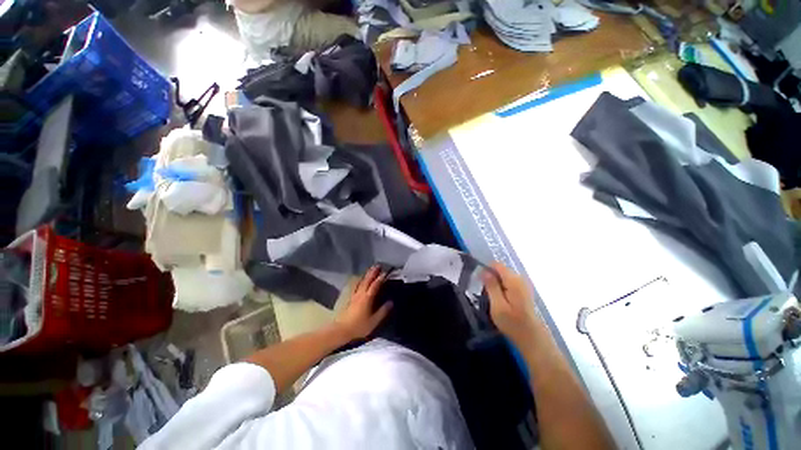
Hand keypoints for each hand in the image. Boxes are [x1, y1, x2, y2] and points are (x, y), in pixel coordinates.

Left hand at [335, 266, 392, 340]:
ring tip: (370, 269)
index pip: (375, 285)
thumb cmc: (359, 326)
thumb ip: (383, 311)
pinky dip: (359, 280)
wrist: (341, 330)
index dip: (380, 278)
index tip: (385, 272)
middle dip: (372, 272)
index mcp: (367, 298)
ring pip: (361, 282)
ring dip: (366, 275)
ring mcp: (354, 295)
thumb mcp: (374, 321)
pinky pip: (355, 286)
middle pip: (367, 280)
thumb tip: (391, 302)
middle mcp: (360, 294)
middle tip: (377, 265)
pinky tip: (359, 280)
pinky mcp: (349, 298)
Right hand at [483, 262, 541, 348]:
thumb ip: (491, 286)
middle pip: (500, 270)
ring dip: (495, 284)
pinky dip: (501, 288)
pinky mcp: (523, 291)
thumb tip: (484, 271)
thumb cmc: (513, 323)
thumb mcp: (498, 306)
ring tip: (492, 298)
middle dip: (490, 277)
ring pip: (503, 276)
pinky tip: (500, 300)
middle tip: (485, 293)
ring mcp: (523, 285)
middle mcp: (520, 279)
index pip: (497, 265)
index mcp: (513, 281)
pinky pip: (508, 283)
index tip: (480, 282)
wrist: (532, 338)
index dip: (486, 270)